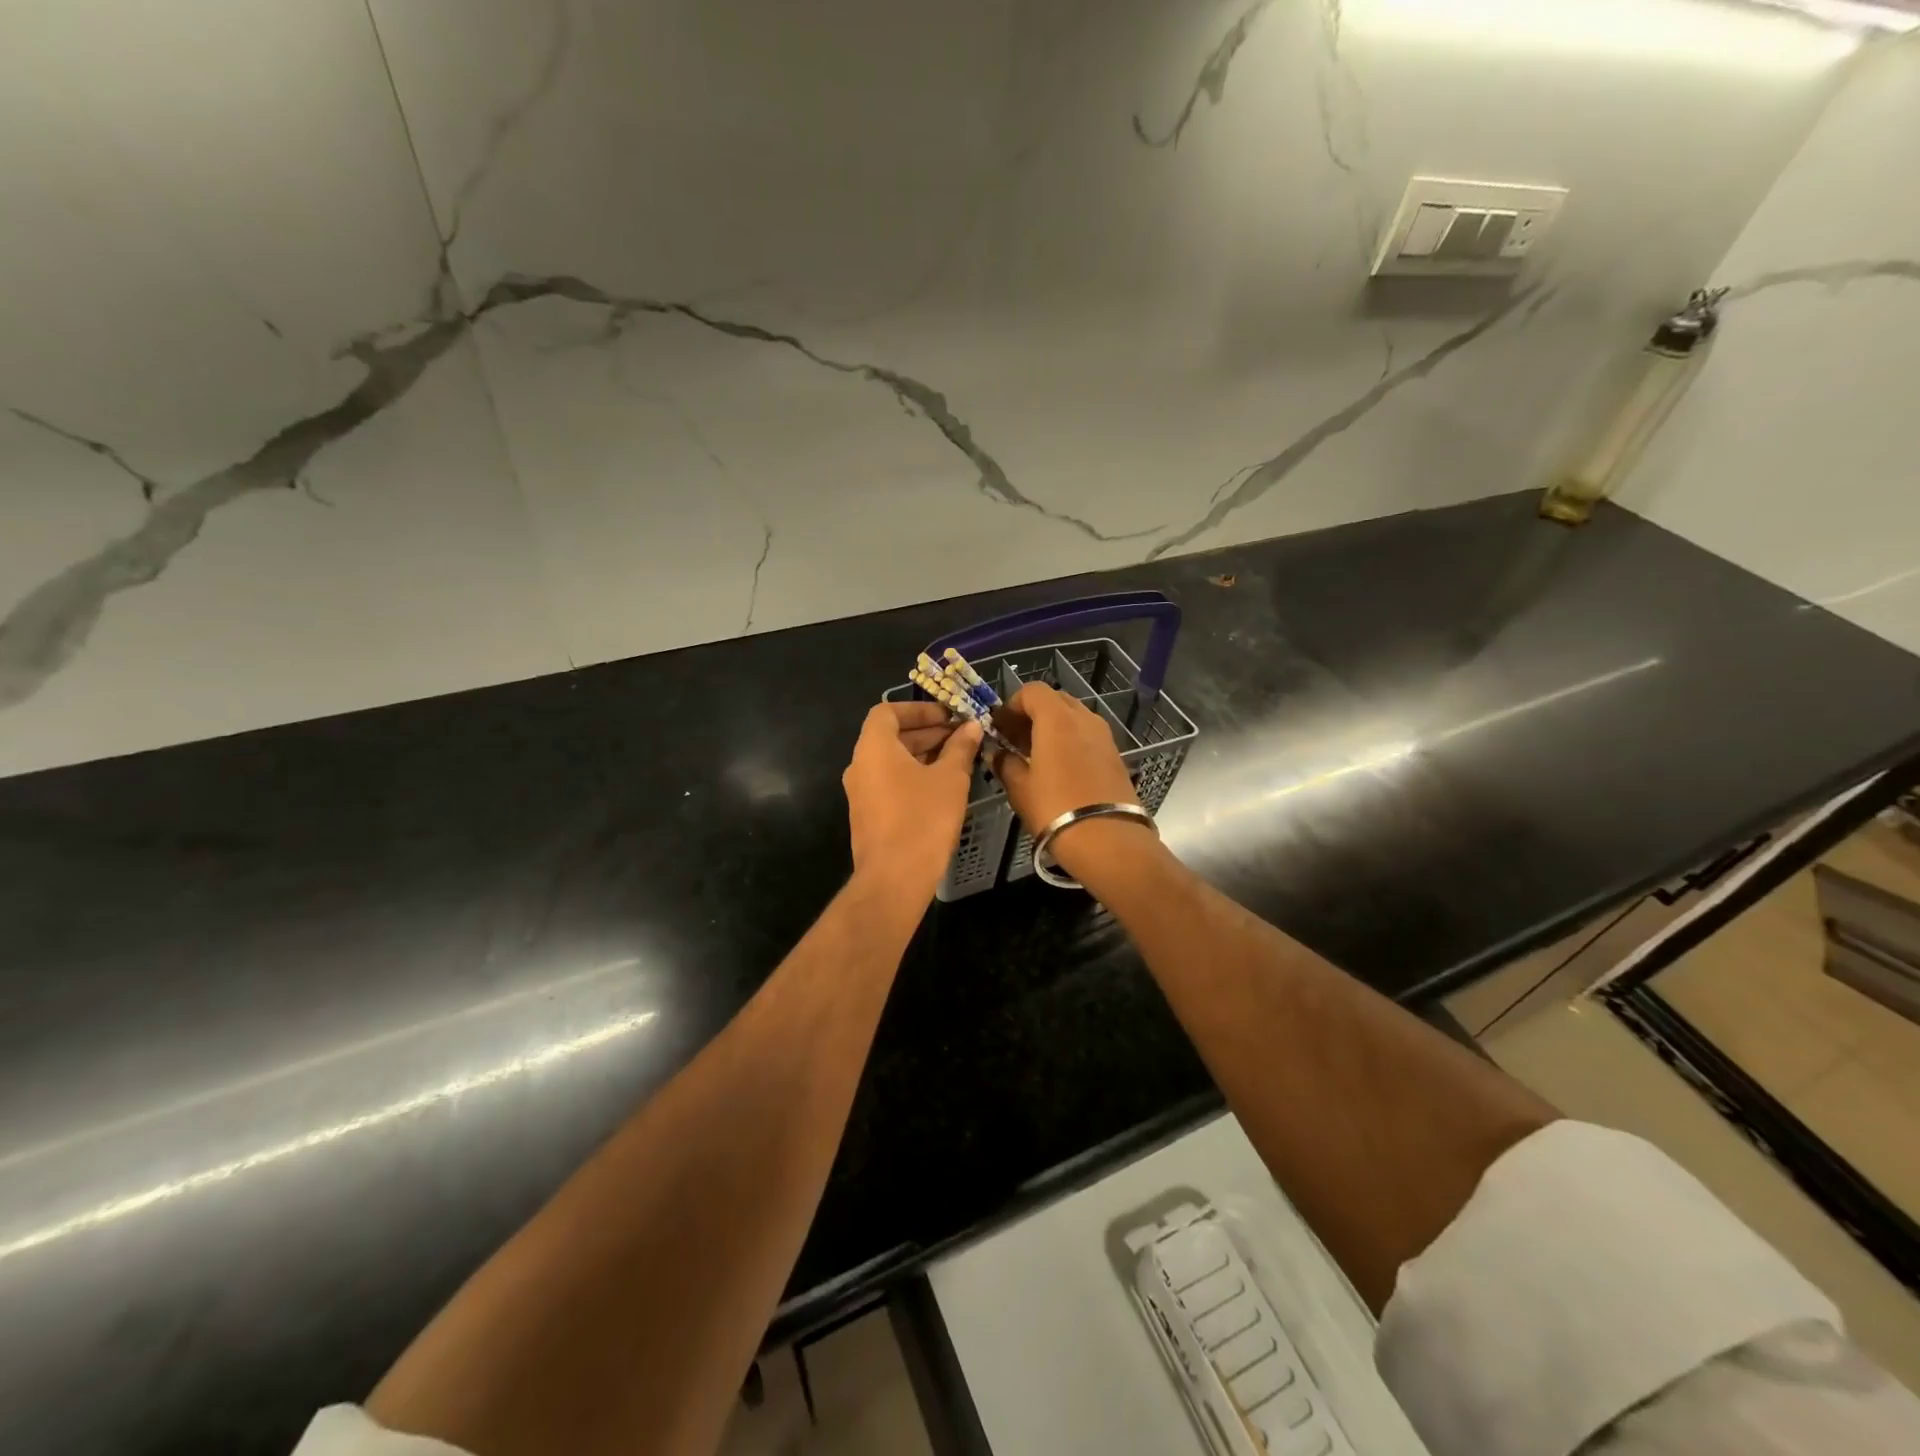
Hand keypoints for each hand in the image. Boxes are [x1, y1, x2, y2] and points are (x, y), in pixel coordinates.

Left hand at [843, 702, 982, 902]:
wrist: (894, 879)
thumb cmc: (923, 819)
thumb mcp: (950, 779)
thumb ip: (960, 748)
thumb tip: (971, 726)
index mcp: (873, 748)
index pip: (887, 711)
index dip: (918, 708)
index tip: (948, 716)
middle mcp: (860, 765)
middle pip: (890, 736)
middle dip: (927, 732)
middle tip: (962, 736)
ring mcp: (861, 793)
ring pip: (892, 762)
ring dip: (923, 755)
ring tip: (958, 759)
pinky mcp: (868, 815)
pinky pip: (890, 783)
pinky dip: (913, 776)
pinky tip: (943, 787)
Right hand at [993, 683, 1158, 881]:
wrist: (1109, 840)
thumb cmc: (1055, 808)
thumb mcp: (1020, 788)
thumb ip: (1005, 763)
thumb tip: (997, 753)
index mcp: (1057, 718)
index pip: (1032, 691)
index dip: (1012, 705)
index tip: (999, 727)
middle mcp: (1084, 718)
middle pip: (1054, 701)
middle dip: (1032, 714)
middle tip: (1014, 740)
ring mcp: (1104, 736)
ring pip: (1073, 718)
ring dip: (1052, 728)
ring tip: (1035, 756)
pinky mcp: (1115, 755)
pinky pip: (1087, 736)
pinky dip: (1070, 742)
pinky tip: (1058, 769)